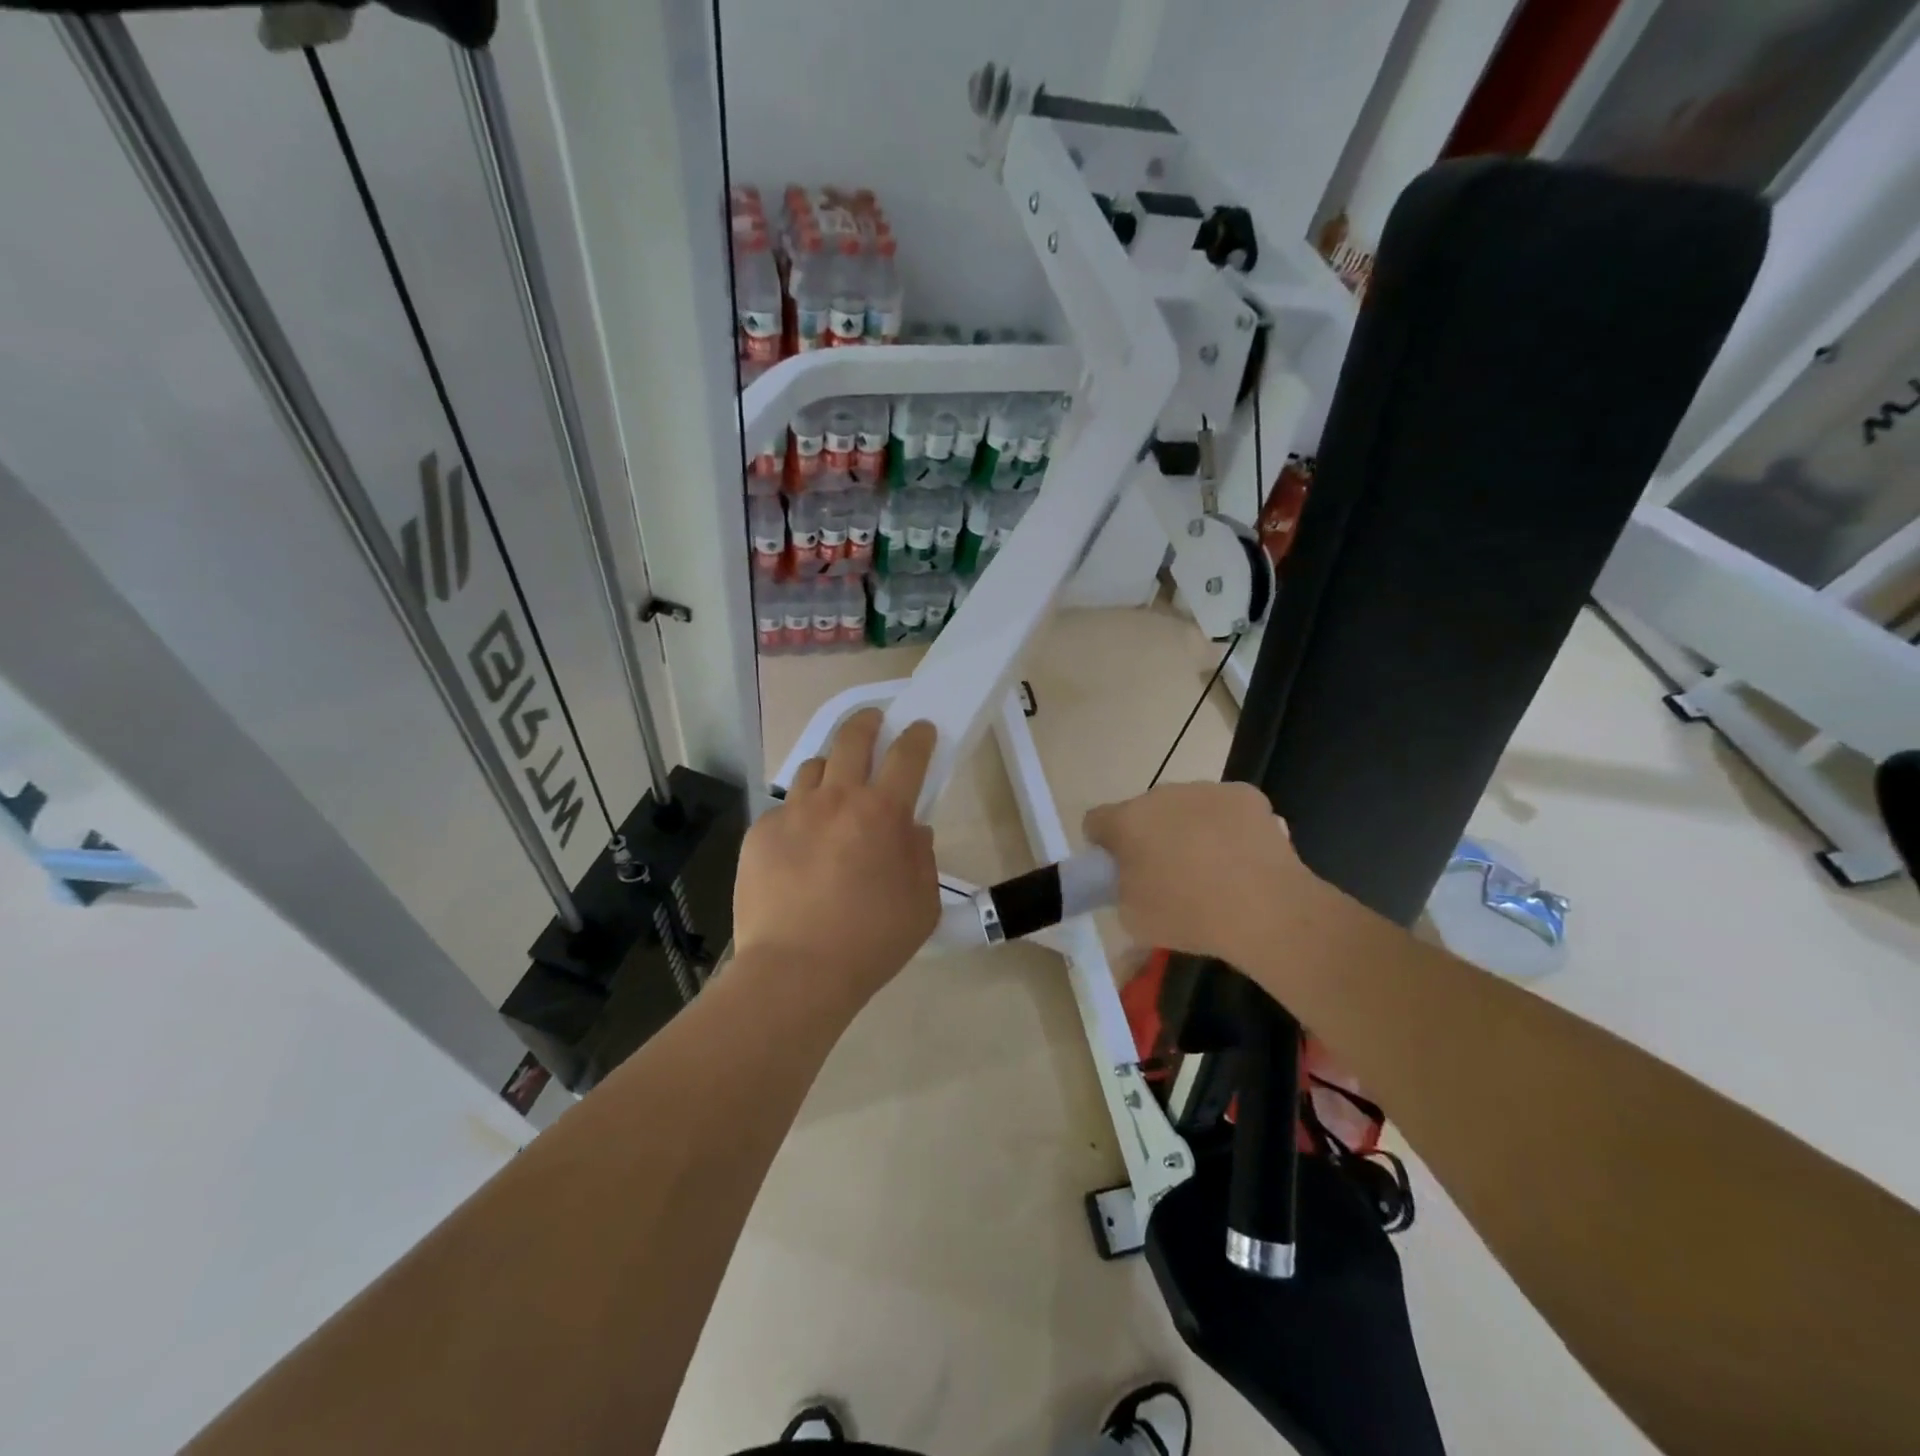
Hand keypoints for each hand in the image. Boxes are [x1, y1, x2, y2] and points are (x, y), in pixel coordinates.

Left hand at [733, 709, 939, 1006]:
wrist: (794, 973)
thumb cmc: (870, 942)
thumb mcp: (922, 905)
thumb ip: (922, 858)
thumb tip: (912, 831)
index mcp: (882, 813)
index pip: (907, 755)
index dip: (918, 736)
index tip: (921, 728)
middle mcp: (836, 799)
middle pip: (852, 738)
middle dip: (868, 722)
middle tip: (874, 722)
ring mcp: (793, 813)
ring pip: (813, 767)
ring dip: (830, 766)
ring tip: (835, 785)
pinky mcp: (760, 833)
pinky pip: (785, 809)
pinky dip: (800, 815)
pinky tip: (801, 844)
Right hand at [1083, 781, 1314, 966]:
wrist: (1266, 910)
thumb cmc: (1189, 916)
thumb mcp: (1133, 919)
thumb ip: (1121, 890)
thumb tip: (1130, 881)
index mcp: (1126, 821)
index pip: (1095, 822)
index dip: (1102, 845)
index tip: (1118, 870)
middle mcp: (1161, 795)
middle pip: (1143, 812)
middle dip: (1149, 836)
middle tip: (1167, 874)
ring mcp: (1205, 790)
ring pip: (1184, 806)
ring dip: (1187, 828)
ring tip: (1212, 868)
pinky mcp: (1245, 794)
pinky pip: (1223, 807)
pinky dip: (1226, 826)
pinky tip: (1240, 856)